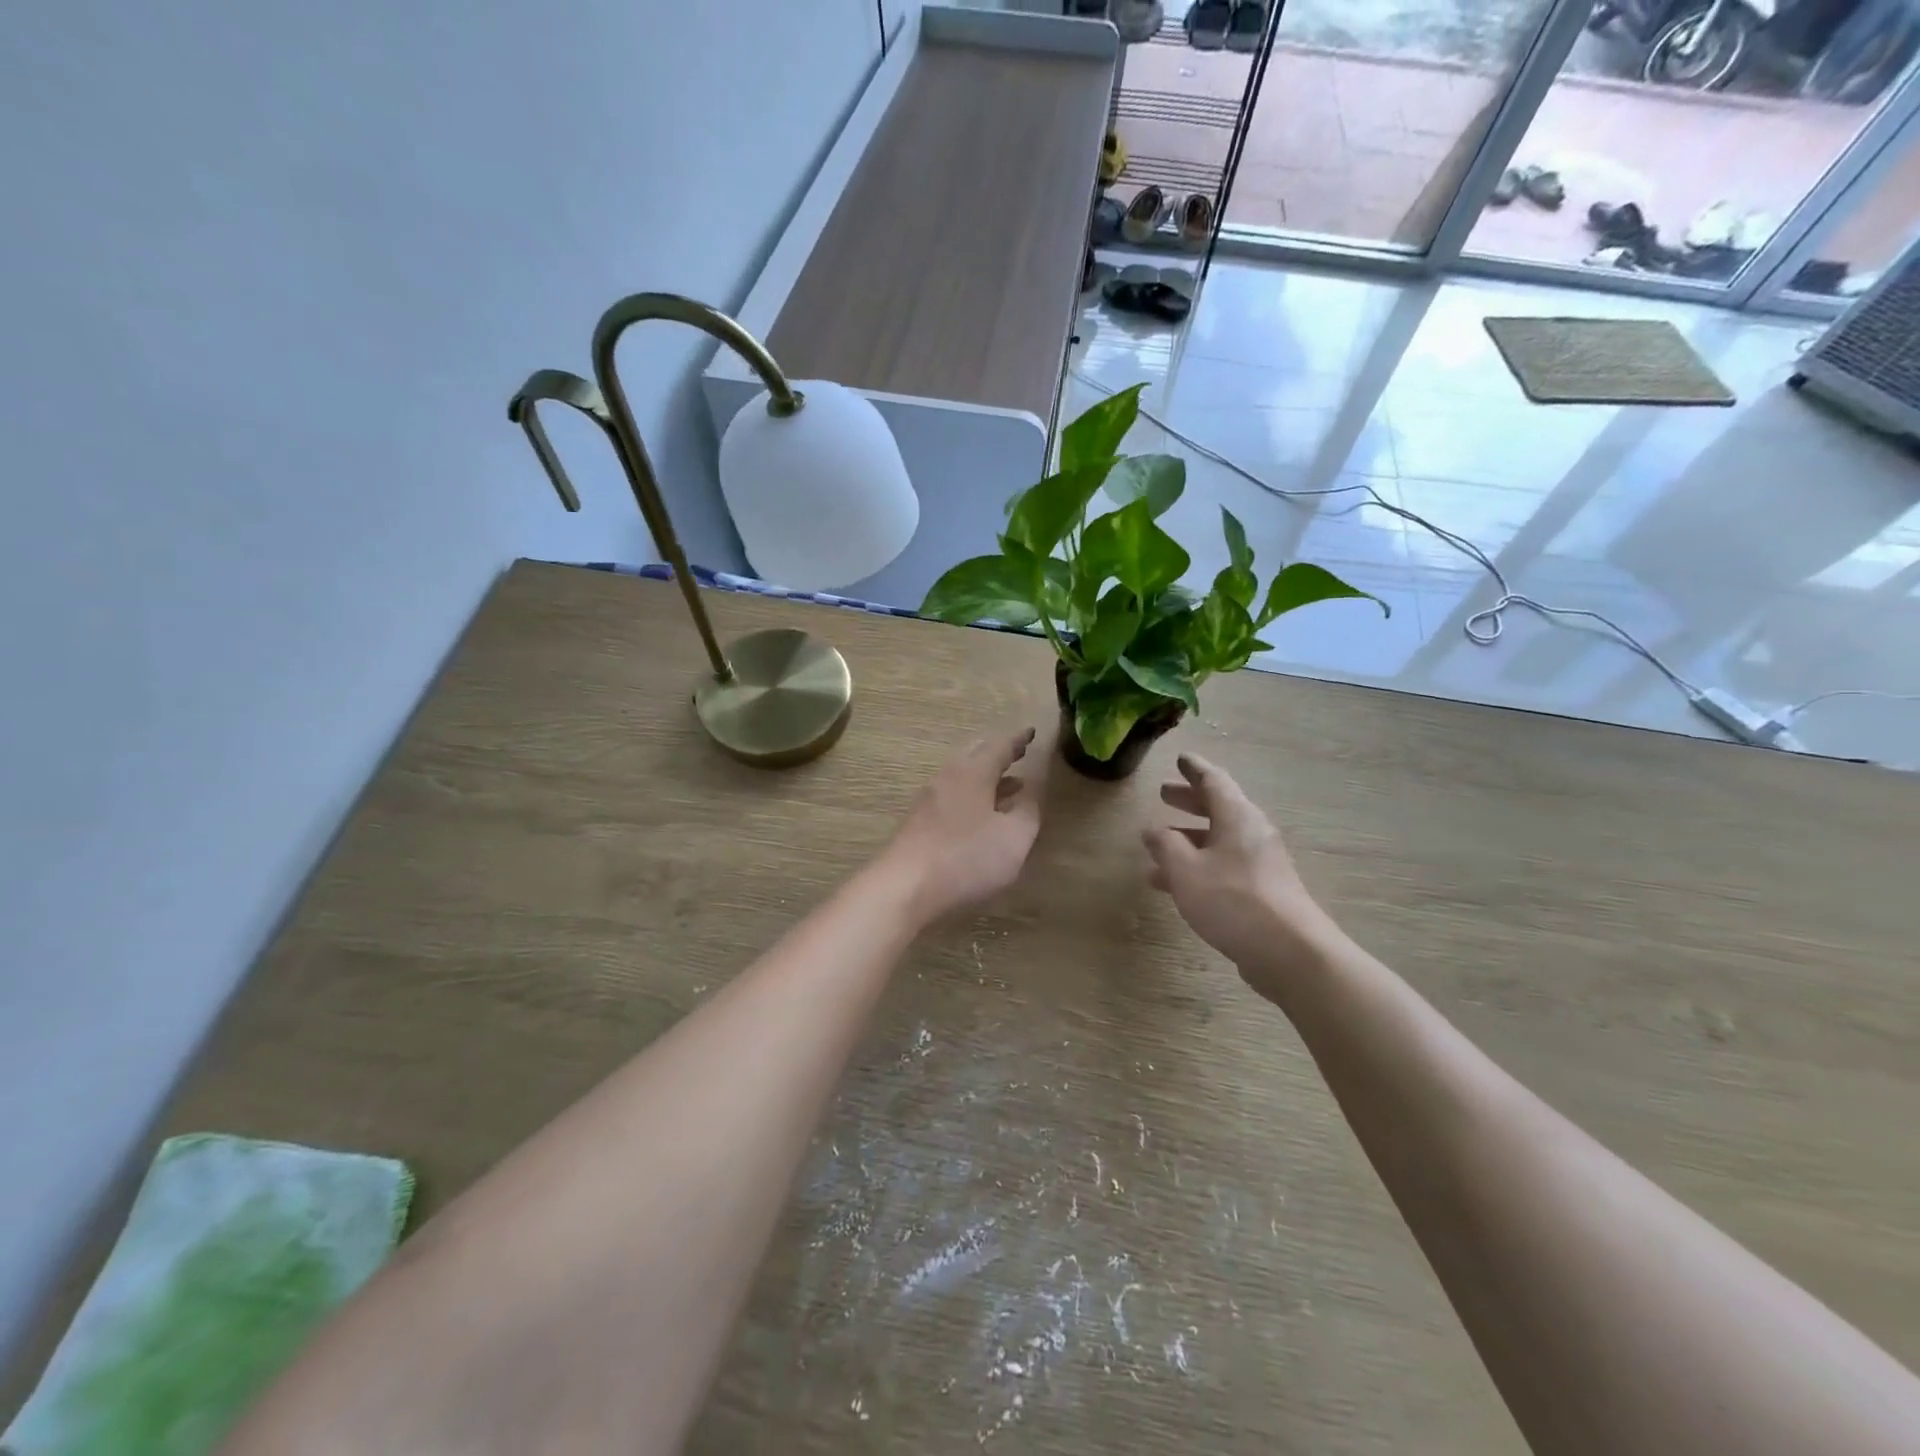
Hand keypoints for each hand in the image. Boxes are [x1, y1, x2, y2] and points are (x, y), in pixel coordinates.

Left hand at [885, 727, 1048, 924]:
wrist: (904, 886)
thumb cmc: (966, 858)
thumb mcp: (1014, 838)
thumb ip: (1028, 810)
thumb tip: (1032, 788)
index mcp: (973, 772)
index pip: (1000, 745)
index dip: (1018, 740)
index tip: (1031, 732)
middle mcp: (948, 776)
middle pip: (975, 754)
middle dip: (999, 753)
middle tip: (1018, 753)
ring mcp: (929, 799)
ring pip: (962, 776)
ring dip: (987, 777)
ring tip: (1010, 785)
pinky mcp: (918, 821)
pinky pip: (952, 795)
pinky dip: (973, 795)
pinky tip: (981, 814)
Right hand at [1142, 753, 1341, 998]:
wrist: (1290, 952)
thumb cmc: (1232, 900)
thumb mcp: (1186, 870)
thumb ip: (1165, 845)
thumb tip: (1151, 828)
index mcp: (1237, 817)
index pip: (1214, 781)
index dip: (1194, 769)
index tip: (1181, 758)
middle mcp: (1252, 833)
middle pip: (1218, 808)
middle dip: (1190, 801)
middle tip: (1165, 794)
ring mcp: (1261, 863)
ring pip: (1218, 840)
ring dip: (1189, 838)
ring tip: (1157, 845)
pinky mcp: (1262, 891)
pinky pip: (1223, 865)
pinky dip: (1198, 865)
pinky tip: (1175, 885)